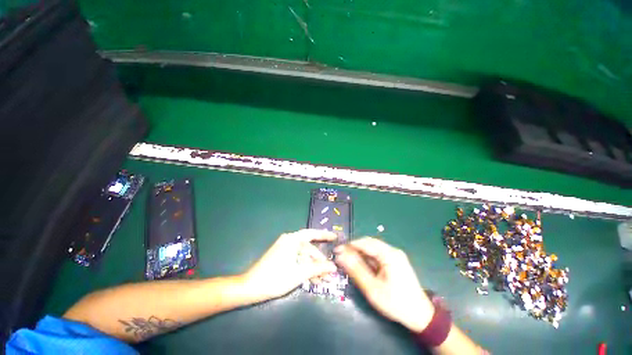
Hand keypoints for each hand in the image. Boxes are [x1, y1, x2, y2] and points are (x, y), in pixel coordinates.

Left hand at [243, 229, 337, 299]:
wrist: (250, 287)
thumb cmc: (276, 278)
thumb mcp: (299, 273)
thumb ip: (317, 268)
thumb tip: (333, 267)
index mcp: (292, 240)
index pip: (312, 234)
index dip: (324, 235)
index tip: (335, 237)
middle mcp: (289, 241)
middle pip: (309, 249)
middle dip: (320, 261)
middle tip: (331, 271)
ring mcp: (285, 249)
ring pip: (304, 257)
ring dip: (314, 267)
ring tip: (324, 280)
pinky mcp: (282, 257)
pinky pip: (298, 260)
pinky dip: (305, 269)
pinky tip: (314, 280)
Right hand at [335, 238, 434, 331]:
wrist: (420, 316)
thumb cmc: (396, 303)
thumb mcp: (372, 288)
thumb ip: (356, 270)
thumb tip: (340, 255)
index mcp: (389, 254)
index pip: (365, 242)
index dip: (349, 245)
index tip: (337, 251)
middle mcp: (392, 250)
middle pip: (369, 244)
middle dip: (354, 249)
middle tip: (341, 257)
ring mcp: (395, 256)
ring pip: (372, 249)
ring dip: (360, 254)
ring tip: (348, 262)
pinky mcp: (395, 262)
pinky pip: (377, 256)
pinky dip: (367, 259)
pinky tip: (361, 267)